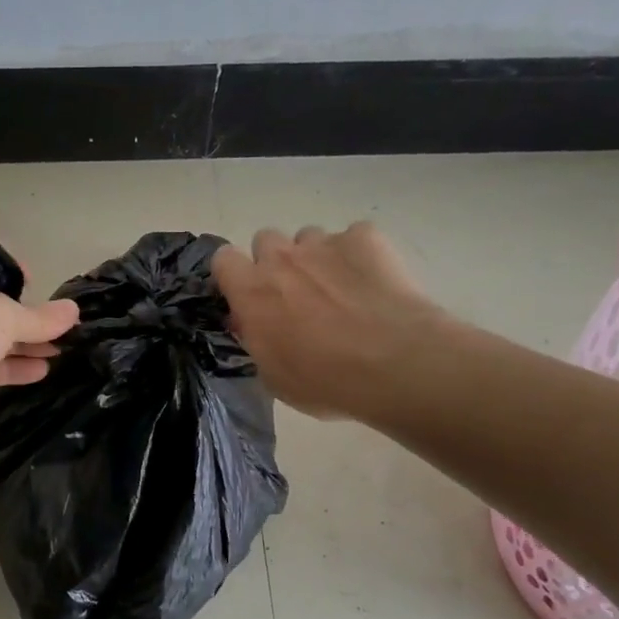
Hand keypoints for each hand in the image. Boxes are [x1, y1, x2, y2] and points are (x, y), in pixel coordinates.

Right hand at [212, 223, 449, 421]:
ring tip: (341, 290)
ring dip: (316, 258)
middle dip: (276, 263)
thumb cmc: (325, 381)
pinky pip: (354, 237)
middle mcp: (281, 257)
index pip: (223, 259)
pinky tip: (374, 283)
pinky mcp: (366, 237)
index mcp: (251, 291)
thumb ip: (257, 340)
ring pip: (309, 237)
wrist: (395, 364)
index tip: (249, 296)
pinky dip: (360, 255)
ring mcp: (324, 243)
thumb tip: (253, 323)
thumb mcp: (273, 375)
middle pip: (265, 240)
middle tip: (297, 295)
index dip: (235, 275)